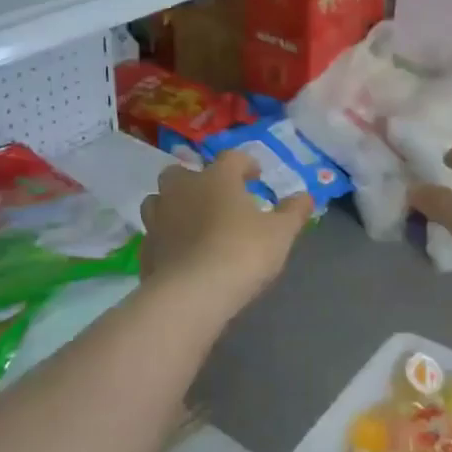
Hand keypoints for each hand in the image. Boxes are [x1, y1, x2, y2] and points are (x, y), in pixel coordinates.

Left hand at [138, 152, 310, 313]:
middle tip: (215, 197)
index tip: (256, 176)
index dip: (245, 164)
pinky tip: (179, 253)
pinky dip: (166, 239)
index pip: (231, 158)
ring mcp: (158, 219)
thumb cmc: (242, 252)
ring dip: (174, 206)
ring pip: (159, 200)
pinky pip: (155, 235)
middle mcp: (182, 190)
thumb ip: (293, 212)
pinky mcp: (146, 249)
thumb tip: (306, 196)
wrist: (193, 293)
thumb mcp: (280, 233)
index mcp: (216, 178)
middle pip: (181, 172)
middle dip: (196, 180)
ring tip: (192, 222)